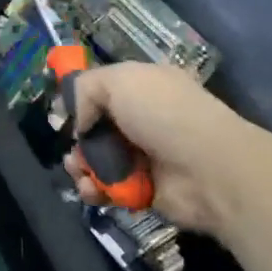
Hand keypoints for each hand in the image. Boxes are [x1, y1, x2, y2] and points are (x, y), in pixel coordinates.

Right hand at [61, 63, 259, 238]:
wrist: (209, 169)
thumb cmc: (163, 114)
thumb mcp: (119, 80)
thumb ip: (85, 89)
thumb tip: (80, 121)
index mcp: (143, 86)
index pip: (104, 90)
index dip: (81, 101)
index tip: (62, 115)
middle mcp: (144, 119)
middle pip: (97, 128)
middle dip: (78, 140)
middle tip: (72, 150)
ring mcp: (145, 156)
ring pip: (99, 160)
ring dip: (80, 166)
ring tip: (77, 171)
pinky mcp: (145, 191)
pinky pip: (109, 189)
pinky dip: (94, 190)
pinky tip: (90, 190)